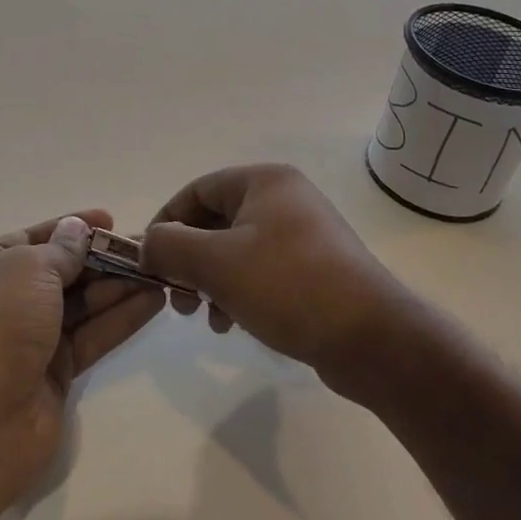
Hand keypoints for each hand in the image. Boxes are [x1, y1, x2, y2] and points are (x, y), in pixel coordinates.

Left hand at [0, 210, 163, 502]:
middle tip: (147, 248)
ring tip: (159, 270)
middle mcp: (0, 302)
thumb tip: (77, 230)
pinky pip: (90, 337)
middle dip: (101, 259)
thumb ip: (61, 249)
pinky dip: (119, 319)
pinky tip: (153, 301)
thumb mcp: (27, 268)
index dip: (70, 227)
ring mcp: (26, 341)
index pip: (30, 238)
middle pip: (59, 272)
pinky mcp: (51, 376)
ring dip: (117, 287)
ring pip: (79, 306)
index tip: (111, 220)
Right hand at [142, 165, 406, 399]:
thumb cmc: (287, 286)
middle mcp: (285, 199)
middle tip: (177, 298)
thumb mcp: (215, 263)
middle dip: (188, 260)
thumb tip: (147, 245)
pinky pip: (261, 271)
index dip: (166, 223)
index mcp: (264, 181)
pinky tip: (233, 324)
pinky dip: (238, 293)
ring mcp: (304, 234)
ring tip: (205, 317)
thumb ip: (170, 246)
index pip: (196, 191)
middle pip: (215, 222)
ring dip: (210, 281)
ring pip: (235, 251)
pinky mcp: (315, 269)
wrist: (372, 338)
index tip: (149, 262)